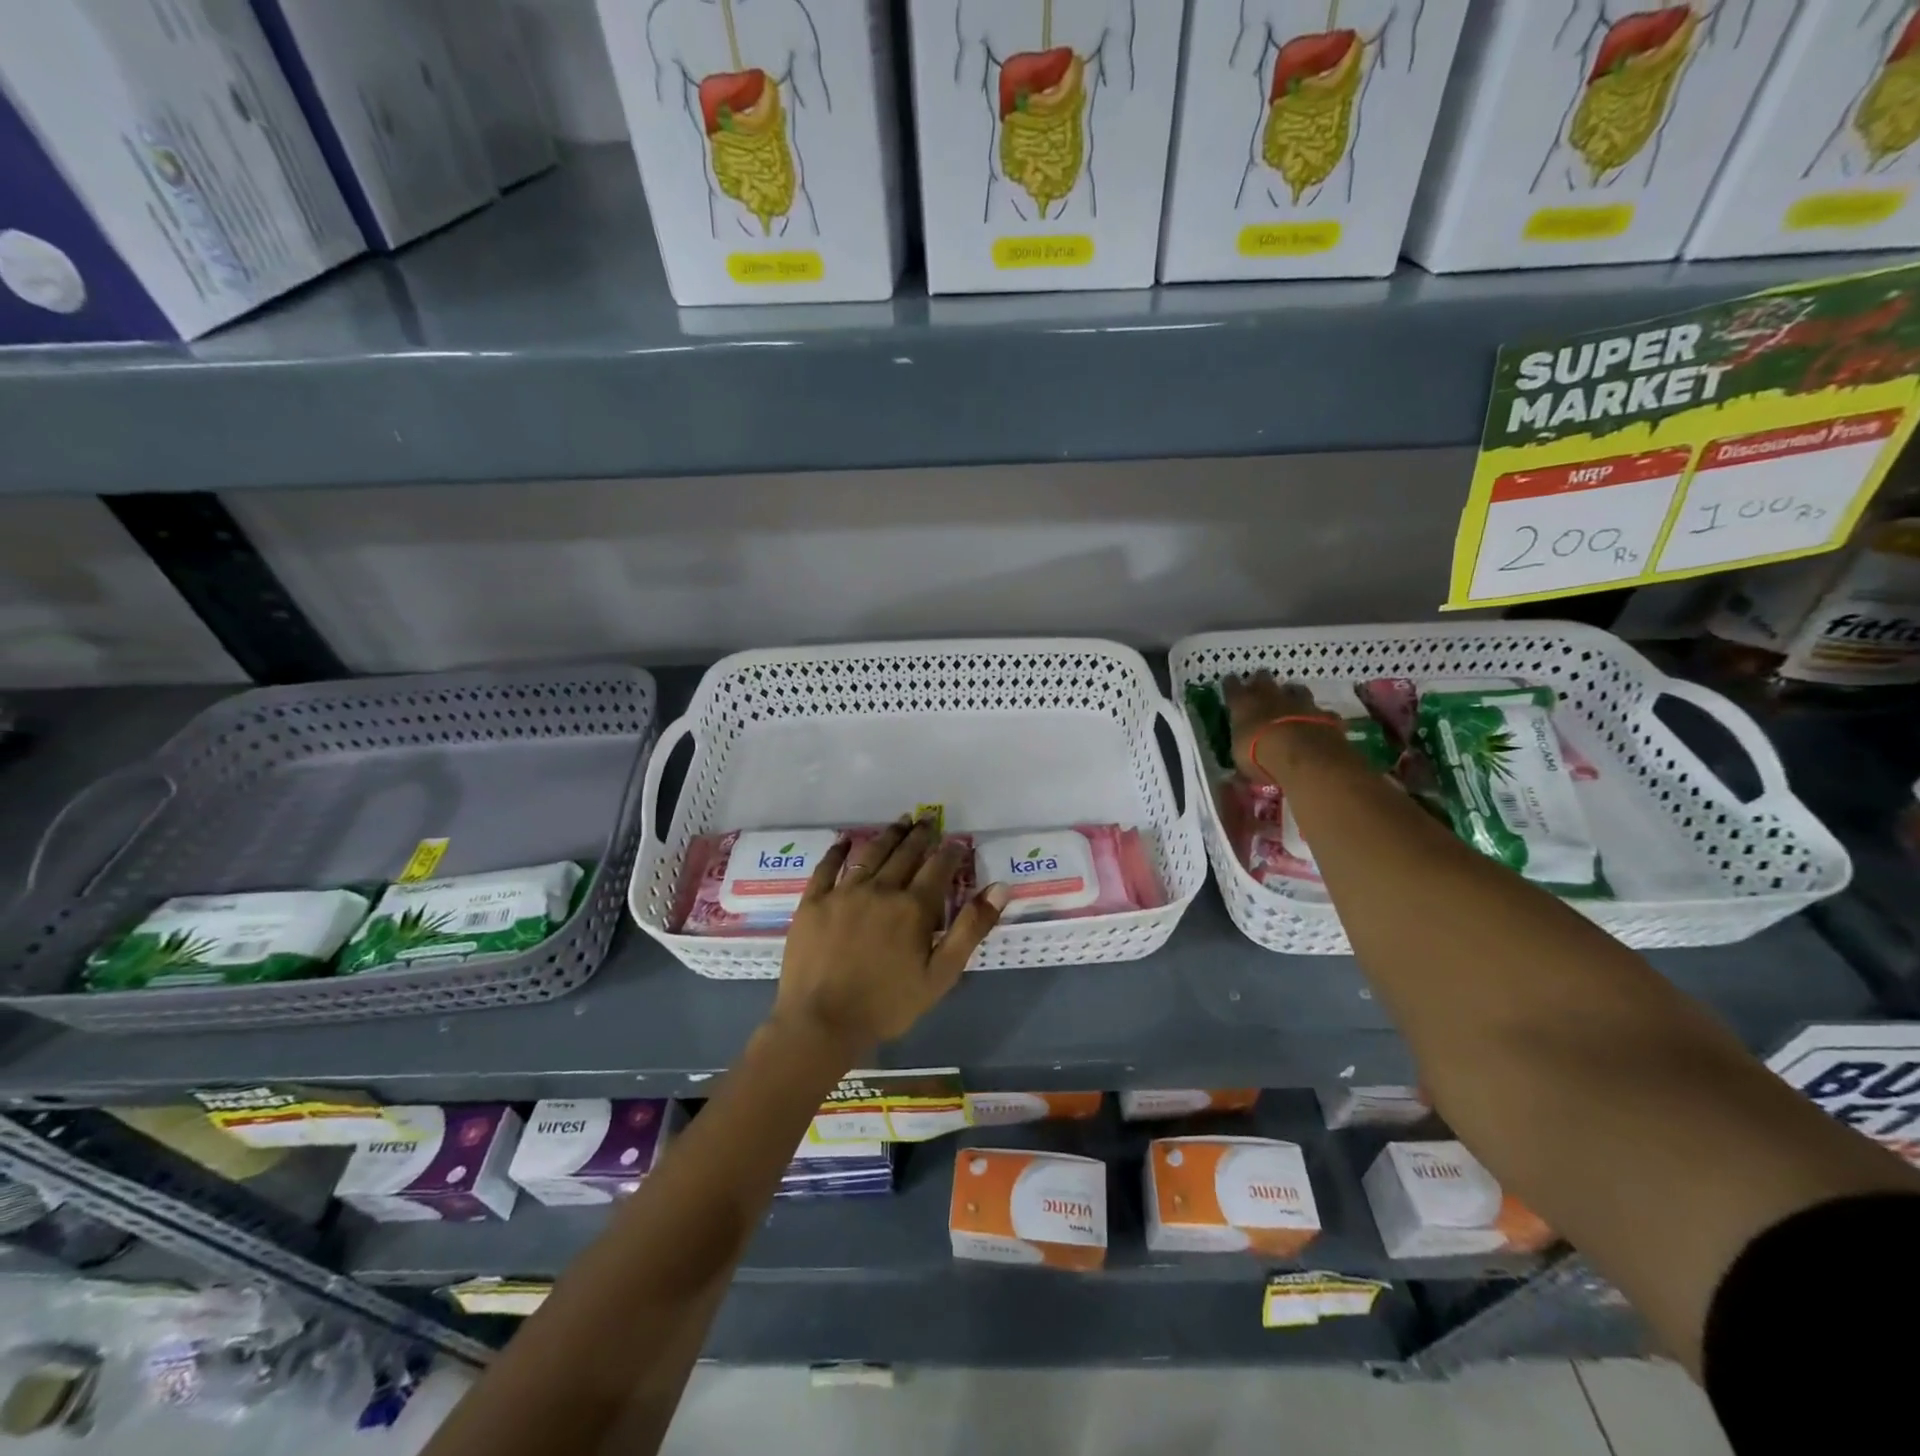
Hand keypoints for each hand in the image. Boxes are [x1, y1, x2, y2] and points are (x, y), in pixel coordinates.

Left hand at [771, 818, 1007, 1058]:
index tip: (958, 841)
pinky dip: (838, 850)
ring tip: (900, 821)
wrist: (821, 1022)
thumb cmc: (887, 1004)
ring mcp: (844, 892)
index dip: (951, 851)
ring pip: (871, 853)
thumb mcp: (941, 974)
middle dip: (920, 834)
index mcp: (913, 907)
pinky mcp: (814, 902)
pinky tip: (846, 840)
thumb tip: (999, 888)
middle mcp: (880, 889)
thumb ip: (970, 928)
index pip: (938, 867)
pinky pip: (827, 867)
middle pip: (905, 853)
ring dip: (889, 835)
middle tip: (928, 818)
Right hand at [1223, 671, 1340, 783]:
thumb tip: (1236, 777)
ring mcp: (1300, 703)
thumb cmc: (1260, 757)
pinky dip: (1317, 717)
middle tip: (1259, 690)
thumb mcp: (1241, 762)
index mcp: (1244, 705)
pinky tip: (1317, 725)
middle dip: (1260, 682)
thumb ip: (1240, 761)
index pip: (1232, 687)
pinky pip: (1321, 712)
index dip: (1230, 685)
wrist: (1303, 757)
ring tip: (1290, 703)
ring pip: (1295, 689)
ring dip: (1291, 694)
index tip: (1230, 683)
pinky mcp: (1325, 715)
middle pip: (1263, 678)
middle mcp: (1270, 697)